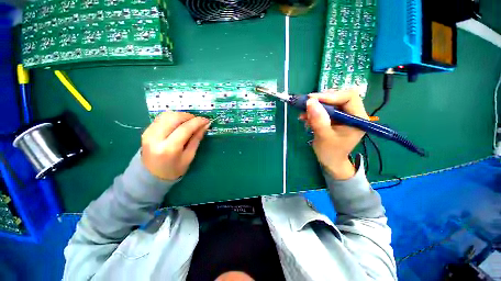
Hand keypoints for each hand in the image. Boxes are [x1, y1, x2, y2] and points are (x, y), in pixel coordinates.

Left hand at [141, 111, 209, 180]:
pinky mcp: (146, 130)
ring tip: (189, 122)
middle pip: (174, 118)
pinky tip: (179, 123)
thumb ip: (196, 139)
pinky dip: (173, 117)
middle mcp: (156, 138)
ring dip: (181, 115)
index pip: (185, 128)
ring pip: (166, 115)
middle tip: (197, 121)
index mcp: (169, 149)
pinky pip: (161, 118)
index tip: (206, 120)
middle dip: (189, 116)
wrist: (151, 175)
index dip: (197, 122)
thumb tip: (205, 125)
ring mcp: (148, 133)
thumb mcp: (189, 156)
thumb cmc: (174, 169)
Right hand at [300, 87, 368, 179]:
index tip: (312, 99)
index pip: (349, 97)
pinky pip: (324, 110)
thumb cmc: (330, 152)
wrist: (330, 161)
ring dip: (315, 107)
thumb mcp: (324, 136)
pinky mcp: (335, 118)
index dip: (331, 96)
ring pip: (330, 103)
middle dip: (321, 101)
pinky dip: (314, 112)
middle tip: (306, 105)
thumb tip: (310, 102)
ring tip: (304, 115)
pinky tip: (305, 118)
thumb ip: (319, 119)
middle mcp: (353, 114)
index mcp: (358, 118)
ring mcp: (344, 116)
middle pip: (339, 97)